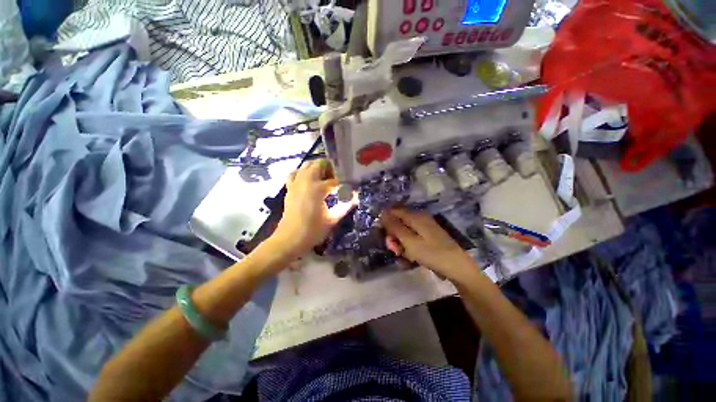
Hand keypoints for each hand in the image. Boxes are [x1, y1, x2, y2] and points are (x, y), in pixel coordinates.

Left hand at [269, 160, 355, 258]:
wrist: (290, 239)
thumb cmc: (313, 230)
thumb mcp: (332, 219)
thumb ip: (345, 206)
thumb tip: (356, 197)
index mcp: (318, 188)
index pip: (336, 180)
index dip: (345, 182)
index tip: (351, 186)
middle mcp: (306, 181)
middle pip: (320, 164)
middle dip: (331, 168)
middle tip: (338, 178)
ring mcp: (296, 183)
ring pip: (307, 165)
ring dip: (317, 168)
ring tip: (325, 177)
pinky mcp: (289, 188)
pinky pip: (295, 173)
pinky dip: (302, 173)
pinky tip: (309, 180)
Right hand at [381, 208, 479, 283]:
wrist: (457, 267)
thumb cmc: (431, 253)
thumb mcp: (409, 241)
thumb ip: (394, 227)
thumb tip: (382, 213)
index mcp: (415, 216)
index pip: (393, 212)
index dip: (384, 222)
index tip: (382, 236)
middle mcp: (419, 218)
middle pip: (398, 222)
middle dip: (393, 236)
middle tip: (394, 250)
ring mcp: (425, 227)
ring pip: (405, 231)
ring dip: (400, 243)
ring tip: (403, 256)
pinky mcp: (428, 236)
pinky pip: (413, 237)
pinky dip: (408, 246)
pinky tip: (410, 257)